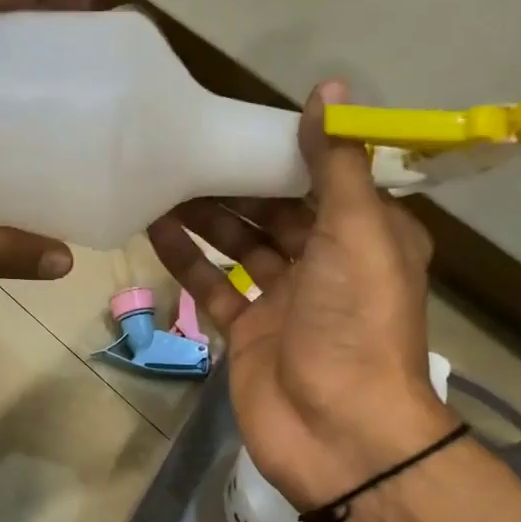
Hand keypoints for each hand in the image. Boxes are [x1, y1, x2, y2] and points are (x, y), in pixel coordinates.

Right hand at [147, 80, 454, 509]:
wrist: (337, 432)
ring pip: (239, 246)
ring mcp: (283, 300)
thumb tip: (329, 89)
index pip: (323, 180)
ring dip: (206, 217)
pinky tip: (155, 228)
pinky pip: (213, 286)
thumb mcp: (356, 234)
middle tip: (186, 149)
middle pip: (275, 212)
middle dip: (235, 183)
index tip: (241, 120)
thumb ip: (335, 165)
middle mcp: (326, 264)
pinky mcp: (246, 331)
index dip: (285, 151)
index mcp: (366, 237)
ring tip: (162, 180)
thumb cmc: (355, 324)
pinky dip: (187, 259)